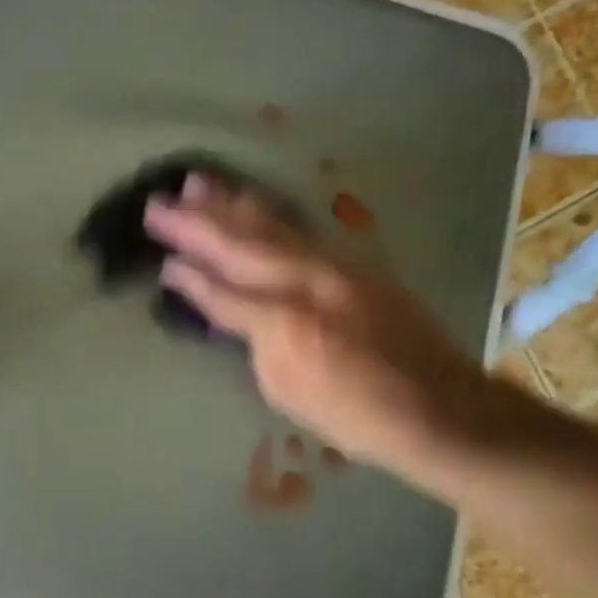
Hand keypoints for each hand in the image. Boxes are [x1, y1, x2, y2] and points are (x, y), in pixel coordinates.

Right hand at [145, 176, 516, 482]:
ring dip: (230, 204)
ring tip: (198, 182)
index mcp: (283, 321)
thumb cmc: (355, 415)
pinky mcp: (354, 262)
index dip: (190, 275)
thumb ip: (258, 343)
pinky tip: (252, 203)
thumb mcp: (288, 391)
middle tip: (158, 203)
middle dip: (195, 223)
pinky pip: (299, 230)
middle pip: (240, 245)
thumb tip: (241, 313)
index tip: (163, 260)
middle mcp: (305, 281)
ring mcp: (333, 265)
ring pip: (271, 226)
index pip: (223, 291)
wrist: (438, 405)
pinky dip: (268, 215)